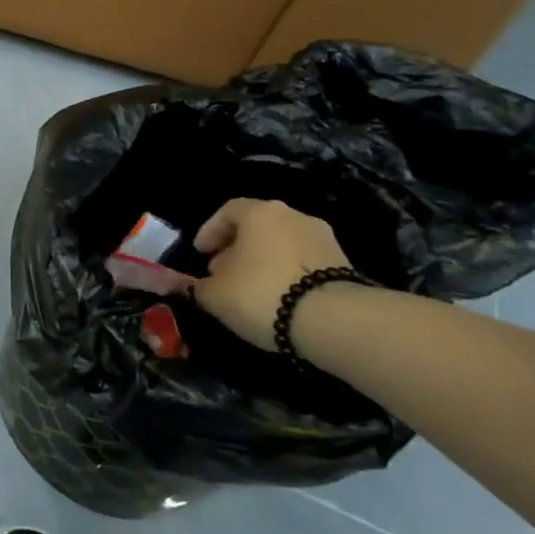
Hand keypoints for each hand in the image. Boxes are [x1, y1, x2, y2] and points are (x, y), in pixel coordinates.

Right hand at [181, 198, 350, 348]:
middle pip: (257, 226)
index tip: (200, 254)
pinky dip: (287, 274)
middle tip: (222, 273)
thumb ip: (196, 286)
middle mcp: (294, 216)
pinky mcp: (345, 264)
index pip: (227, 211)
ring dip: (262, 261)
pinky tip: (279, 299)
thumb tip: (189, 284)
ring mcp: (323, 238)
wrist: (337, 322)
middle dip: (236, 248)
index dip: (209, 231)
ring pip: (281, 244)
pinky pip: (304, 262)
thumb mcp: (215, 295)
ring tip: (250, 290)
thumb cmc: (263, 295)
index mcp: (260, 213)